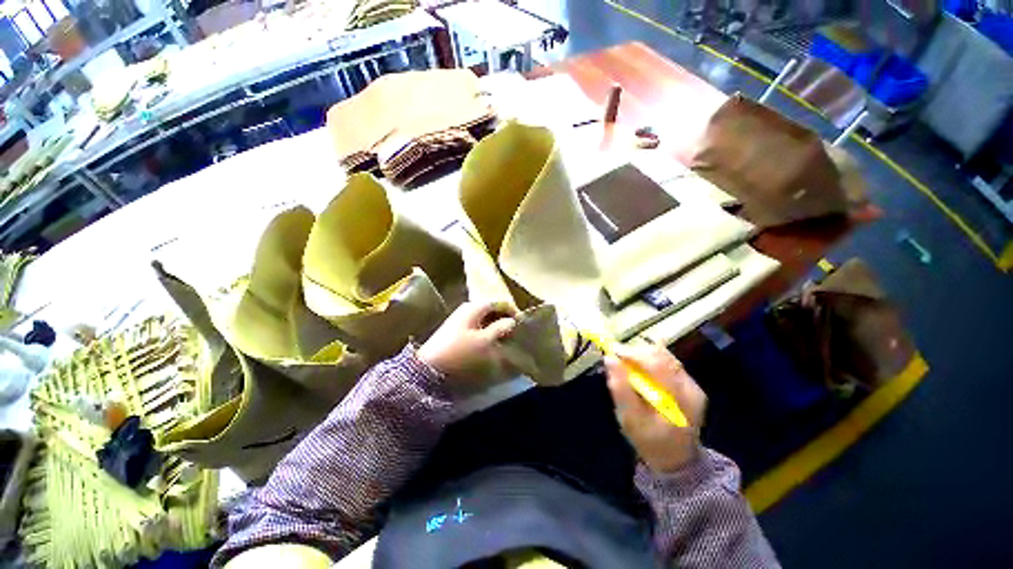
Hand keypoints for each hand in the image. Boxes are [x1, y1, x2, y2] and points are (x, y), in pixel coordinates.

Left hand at [418, 301, 517, 390]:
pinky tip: (491, 340)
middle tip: (515, 332)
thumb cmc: (459, 351)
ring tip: (505, 338)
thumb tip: (512, 321)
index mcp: (475, 307)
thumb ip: (500, 328)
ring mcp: (461, 317)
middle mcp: (468, 308)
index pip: (499, 302)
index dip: (512, 311)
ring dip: (496, 325)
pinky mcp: (456, 327)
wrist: (429, 365)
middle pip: (492, 308)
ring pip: (485, 317)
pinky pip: (477, 324)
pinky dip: (487, 329)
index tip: (522, 324)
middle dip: (504, 319)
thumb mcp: (484, 341)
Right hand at [605, 344, 706, 473]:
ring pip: (664, 356)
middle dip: (636, 352)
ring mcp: (693, 385)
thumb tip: (609, 359)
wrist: (677, 459)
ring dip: (642, 356)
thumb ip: (620, 388)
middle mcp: (691, 388)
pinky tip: (639, 373)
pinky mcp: (690, 384)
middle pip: (662, 355)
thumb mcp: (630, 420)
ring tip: (626, 365)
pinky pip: (666, 363)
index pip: (658, 363)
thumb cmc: (650, 441)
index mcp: (679, 399)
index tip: (612, 351)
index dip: (633, 353)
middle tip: (616, 358)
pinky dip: (649, 362)